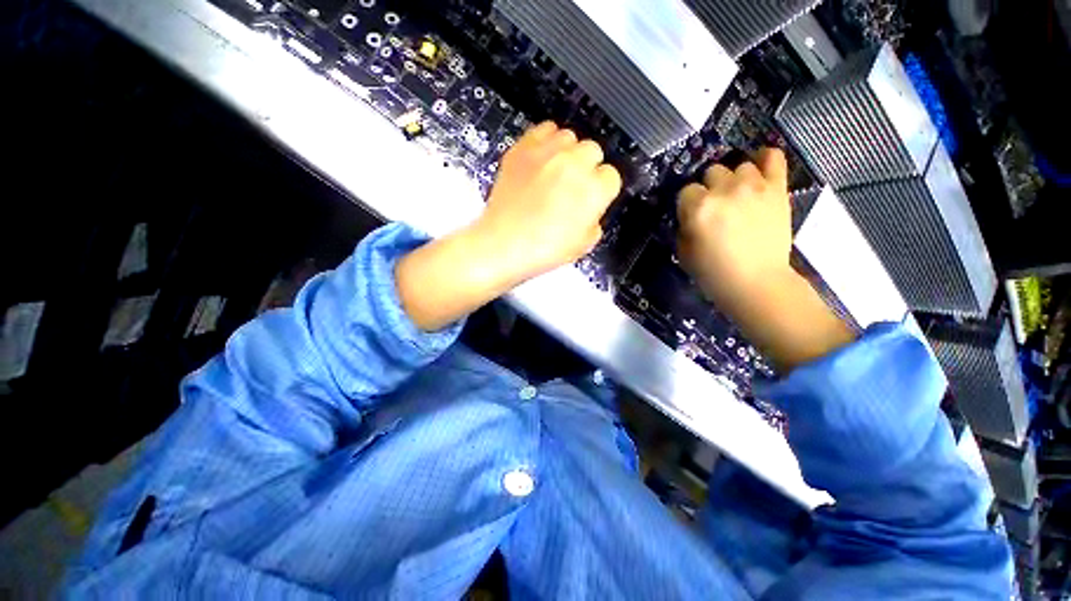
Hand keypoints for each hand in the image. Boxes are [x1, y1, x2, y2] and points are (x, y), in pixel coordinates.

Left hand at [396, 122, 620, 330]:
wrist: (498, 246)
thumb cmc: (542, 254)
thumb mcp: (581, 245)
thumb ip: (593, 221)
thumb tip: (590, 207)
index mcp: (591, 193)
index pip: (611, 177)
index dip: (601, 190)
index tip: (591, 201)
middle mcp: (572, 166)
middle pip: (593, 152)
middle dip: (586, 170)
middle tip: (570, 188)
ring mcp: (545, 154)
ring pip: (569, 138)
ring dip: (566, 155)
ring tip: (553, 175)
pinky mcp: (520, 149)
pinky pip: (543, 132)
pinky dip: (545, 143)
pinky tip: (538, 162)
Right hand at [677, 147, 793, 311]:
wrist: (756, 283)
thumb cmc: (713, 273)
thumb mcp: (683, 252)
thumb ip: (684, 226)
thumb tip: (690, 214)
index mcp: (698, 208)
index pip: (686, 190)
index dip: (688, 204)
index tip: (693, 216)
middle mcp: (724, 190)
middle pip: (711, 172)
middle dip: (710, 189)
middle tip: (716, 207)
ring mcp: (754, 186)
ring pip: (739, 166)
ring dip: (735, 180)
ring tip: (739, 196)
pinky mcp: (777, 189)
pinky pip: (773, 157)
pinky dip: (766, 159)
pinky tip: (761, 169)